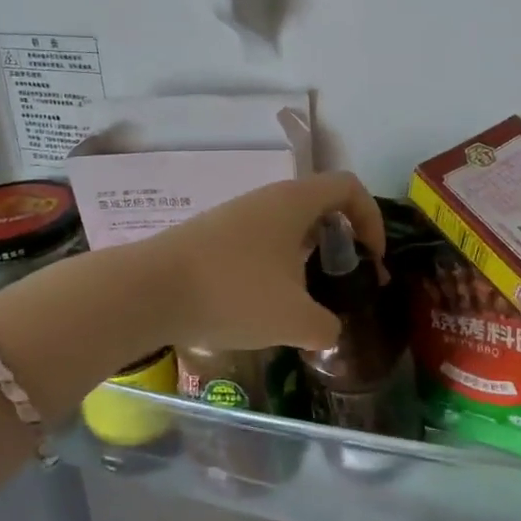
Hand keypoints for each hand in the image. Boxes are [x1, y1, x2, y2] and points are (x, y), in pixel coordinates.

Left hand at [148, 173, 385, 352]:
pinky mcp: (212, 237)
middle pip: (320, 207)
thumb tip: (329, 332)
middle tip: (344, 283)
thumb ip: (327, 328)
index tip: (370, 260)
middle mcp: (267, 199)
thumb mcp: (294, 320)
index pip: (349, 188)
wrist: (148, 291)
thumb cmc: (233, 293)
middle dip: (341, 244)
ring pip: (287, 228)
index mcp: (294, 202)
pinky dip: (276, 266)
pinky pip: (260, 243)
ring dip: (307, 259)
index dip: (371, 219)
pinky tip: (265, 305)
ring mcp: (236, 216)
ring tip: (305, 302)